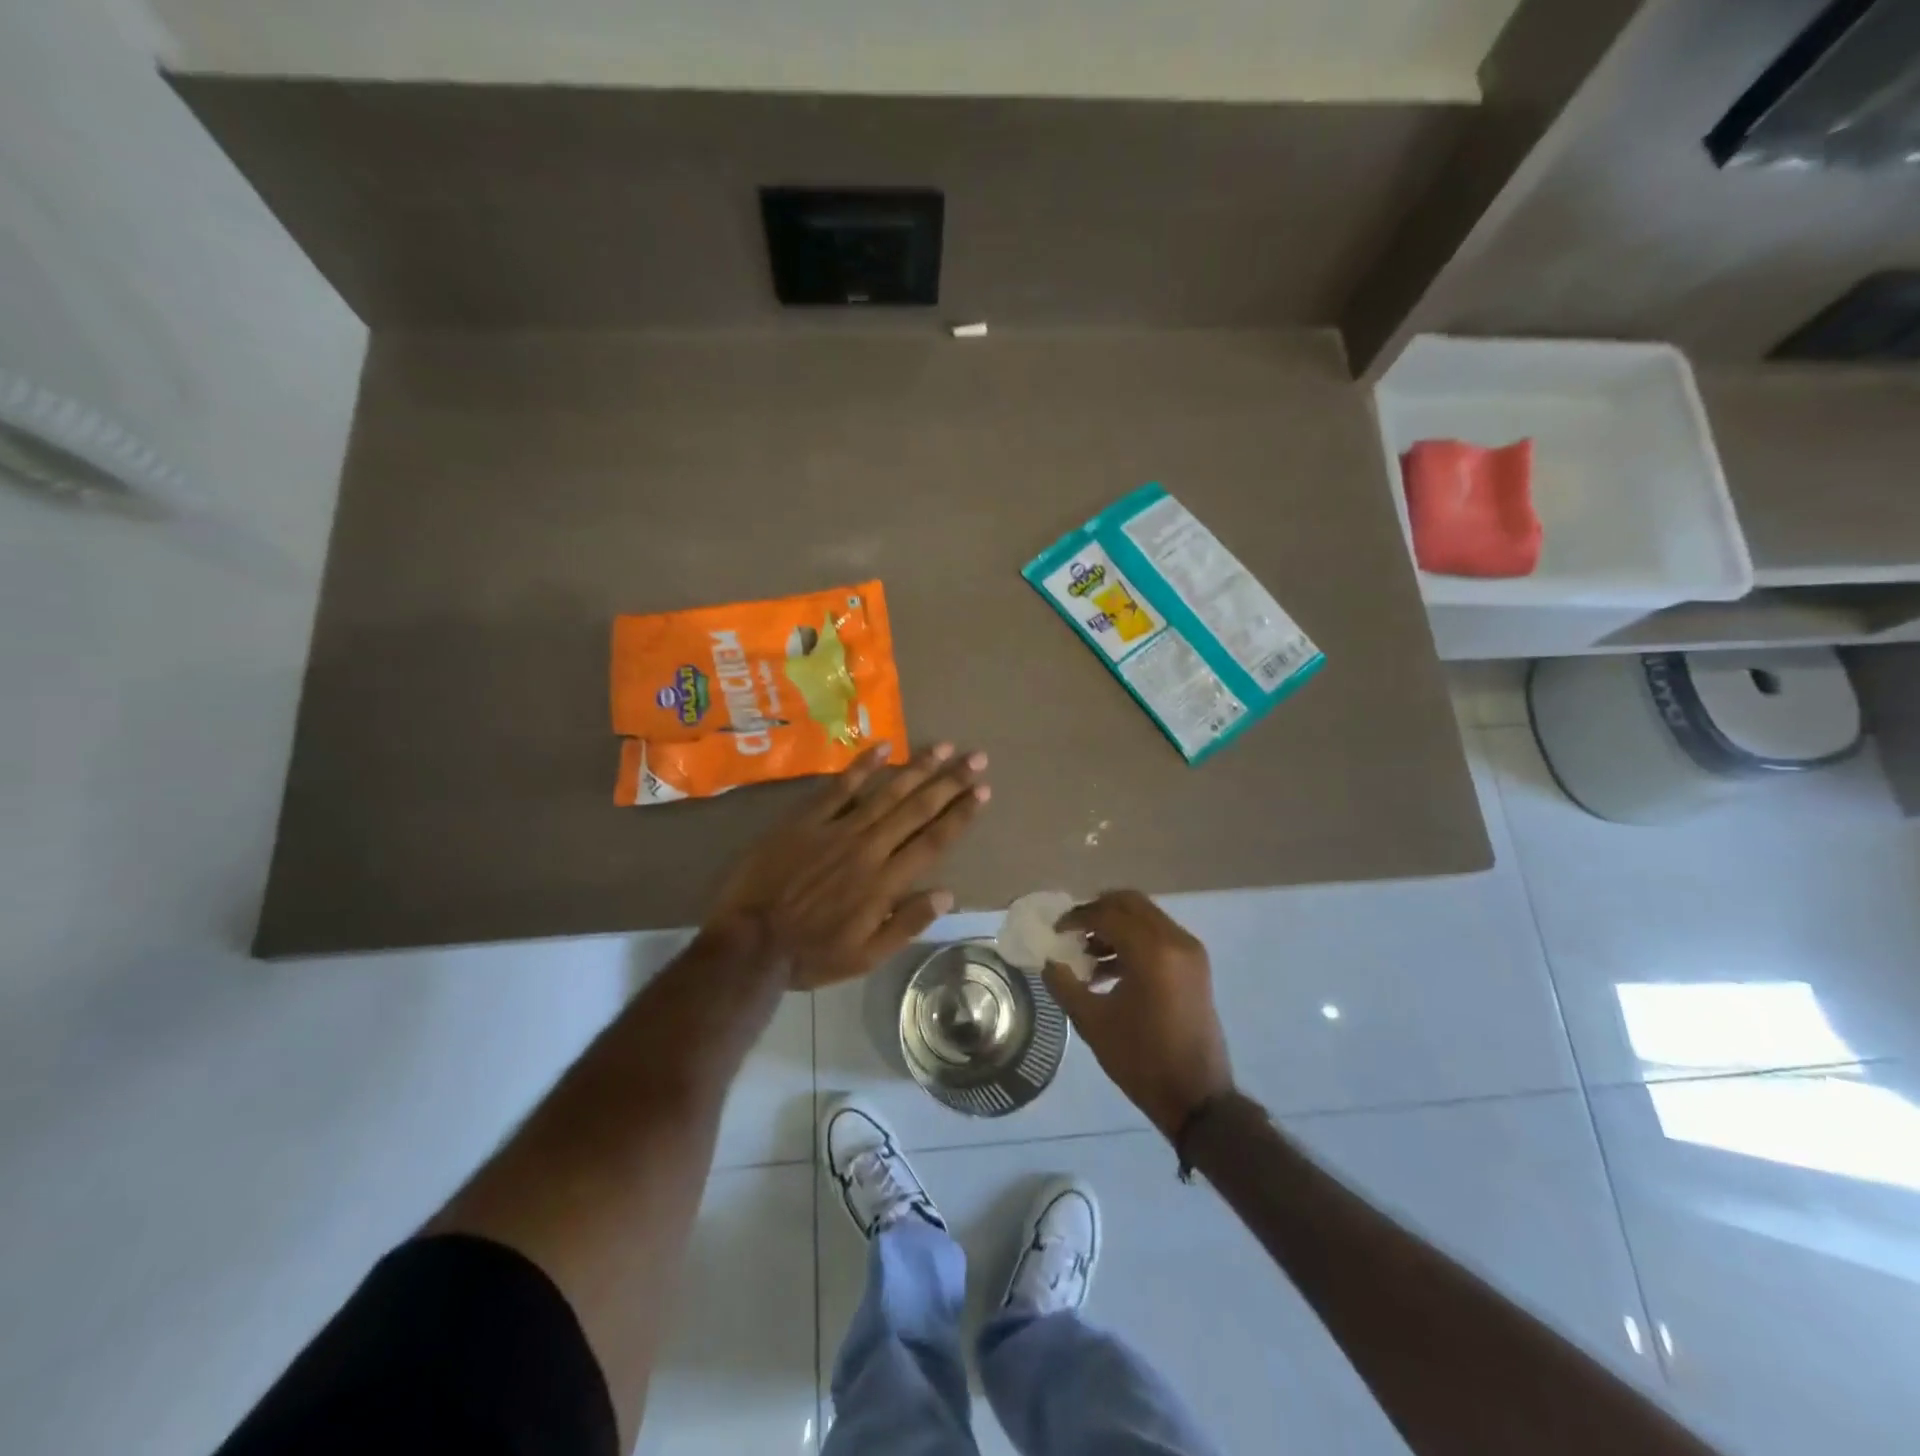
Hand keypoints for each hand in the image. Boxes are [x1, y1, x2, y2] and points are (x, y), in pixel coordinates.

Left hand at [708, 743, 989, 990]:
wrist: (750, 942)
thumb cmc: (811, 954)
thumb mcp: (866, 956)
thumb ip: (907, 924)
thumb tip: (947, 893)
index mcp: (886, 882)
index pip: (934, 840)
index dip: (960, 814)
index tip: (982, 791)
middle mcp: (869, 848)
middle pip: (917, 808)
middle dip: (950, 782)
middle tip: (976, 758)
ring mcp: (837, 830)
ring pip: (886, 792)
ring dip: (918, 768)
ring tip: (943, 747)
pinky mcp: (807, 820)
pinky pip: (840, 787)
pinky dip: (863, 765)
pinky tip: (884, 747)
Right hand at [1043, 891, 1233, 1138]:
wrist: (1196, 1097)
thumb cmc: (1141, 1060)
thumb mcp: (1092, 1022)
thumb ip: (1064, 985)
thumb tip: (1049, 961)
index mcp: (1151, 951)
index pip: (1107, 914)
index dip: (1077, 918)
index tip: (1056, 931)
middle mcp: (1175, 940)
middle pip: (1130, 904)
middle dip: (1098, 911)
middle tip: (1073, 931)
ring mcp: (1190, 952)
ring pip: (1146, 918)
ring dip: (1116, 926)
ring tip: (1087, 955)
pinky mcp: (1195, 966)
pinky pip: (1159, 936)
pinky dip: (1134, 941)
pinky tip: (1109, 970)